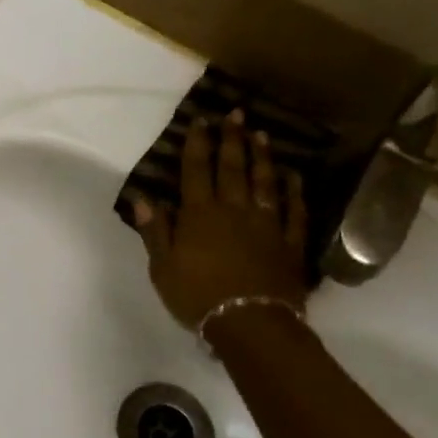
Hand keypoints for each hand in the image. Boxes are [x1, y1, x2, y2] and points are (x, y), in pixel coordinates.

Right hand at [131, 111, 308, 330]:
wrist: (249, 323)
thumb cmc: (197, 296)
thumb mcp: (162, 267)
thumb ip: (155, 230)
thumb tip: (143, 198)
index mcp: (200, 215)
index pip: (196, 170)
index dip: (197, 144)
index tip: (200, 120)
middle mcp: (234, 210)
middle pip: (232, 168)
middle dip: (232, 139)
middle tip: (235, 114)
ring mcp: (266, 225)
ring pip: (264, 183)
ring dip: (262, 157)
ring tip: (261, 134)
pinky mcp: (289, 243)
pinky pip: (294, 212)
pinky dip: (295, 192)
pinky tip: (294, 177)